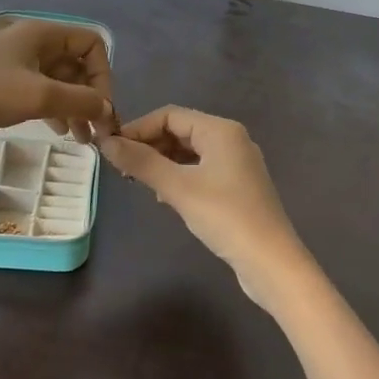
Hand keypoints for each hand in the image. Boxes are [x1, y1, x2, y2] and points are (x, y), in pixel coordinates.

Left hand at [0, 19, 115, 148]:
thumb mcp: (39, 96)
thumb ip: (81, 101)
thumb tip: (108, 110)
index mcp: (43, 34)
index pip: (92, 44)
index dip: (103, 75)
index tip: (100, 108)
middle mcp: (33, 42)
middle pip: (77, 64)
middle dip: (90, 96)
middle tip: (97, 131)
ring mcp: (17, 62)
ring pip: (60, 81)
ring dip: (75, 106)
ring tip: (81, 139)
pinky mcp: (3, 82)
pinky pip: (41, 91)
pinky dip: (54, 109)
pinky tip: (57, 132)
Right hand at [101, 106, 317, 310]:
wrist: (271, 262)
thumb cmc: (225, 217)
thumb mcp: (178, 188)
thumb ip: (142, 163)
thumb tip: (107, 143)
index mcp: (221, 130)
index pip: (170, 115)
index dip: (138, 128)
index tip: (112, 149)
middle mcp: (231, 139)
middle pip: (181, 131)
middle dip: (150, 145)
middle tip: (122, 167)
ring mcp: (237, 164)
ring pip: (190, 152)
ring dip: (162, 162)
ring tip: (138, 181)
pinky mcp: (238, 187)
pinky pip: (201, 170)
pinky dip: (179, 176)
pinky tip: (164, 197)